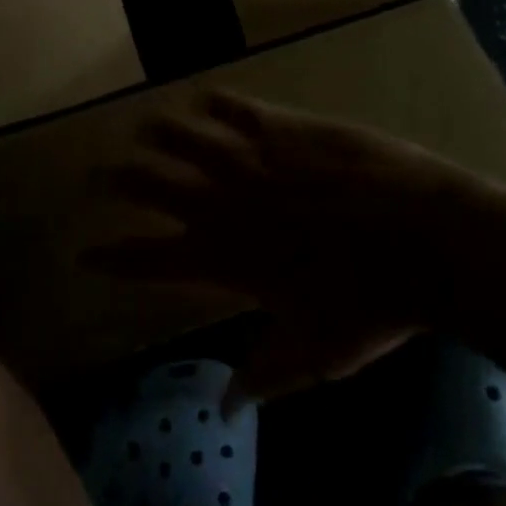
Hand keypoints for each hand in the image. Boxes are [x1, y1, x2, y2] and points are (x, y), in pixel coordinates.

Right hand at [82, 91, 505, 407]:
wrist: (421, 238)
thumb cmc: (371, 305)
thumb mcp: (316, 353)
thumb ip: (264, 375)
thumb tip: (225, 407)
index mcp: (226, 259)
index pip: (150, 258)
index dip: (113, 256)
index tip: (84, 253)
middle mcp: (225, 203)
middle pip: (152, 185)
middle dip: (117, 181)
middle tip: (95, 176)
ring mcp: (253, 160)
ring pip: (185, 137)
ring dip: (157, 132)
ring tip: (140, 127)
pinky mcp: (283, 129)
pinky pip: (236, 108)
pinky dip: (215, 102)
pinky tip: (204, 97)